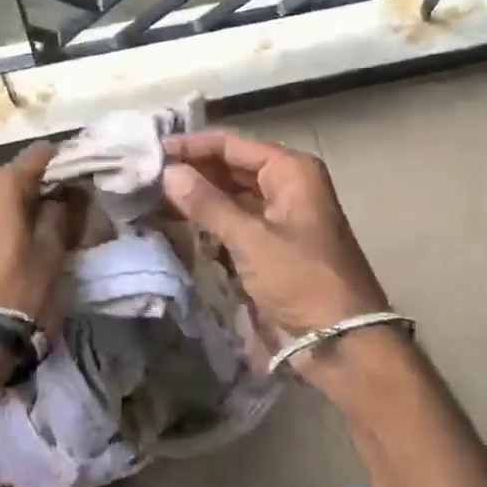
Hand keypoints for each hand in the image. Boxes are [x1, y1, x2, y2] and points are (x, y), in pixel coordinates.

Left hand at [0, 143, 81, 330]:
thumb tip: (63, 193)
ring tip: (41, 224)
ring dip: (17, 203)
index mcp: (2, 187)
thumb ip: (60, 211)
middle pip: (13, 176)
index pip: (36, 156)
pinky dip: (0, 219)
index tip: (77, 174)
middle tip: (63, 203)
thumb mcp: (53, 249)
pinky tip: (16, 239)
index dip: (59, 162)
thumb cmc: (23, 287)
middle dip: (37, 185)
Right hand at [161, 132, 389, 347]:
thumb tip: (168, 172)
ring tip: (151, 197)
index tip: (152, 151)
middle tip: (145, 176)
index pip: (231, 146)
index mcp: (291, 171)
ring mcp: (278, 216)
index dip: (191, 147)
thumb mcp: (252, 239)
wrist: (342, 341)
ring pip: (229, 195)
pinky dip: (207, 221)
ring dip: (195, 197)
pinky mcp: (269, 245)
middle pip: (229, 167)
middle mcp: (285, 185)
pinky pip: (233, 221)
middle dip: (191, 171)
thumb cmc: (302, 280)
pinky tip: (175, 222)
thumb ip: (207, 204)